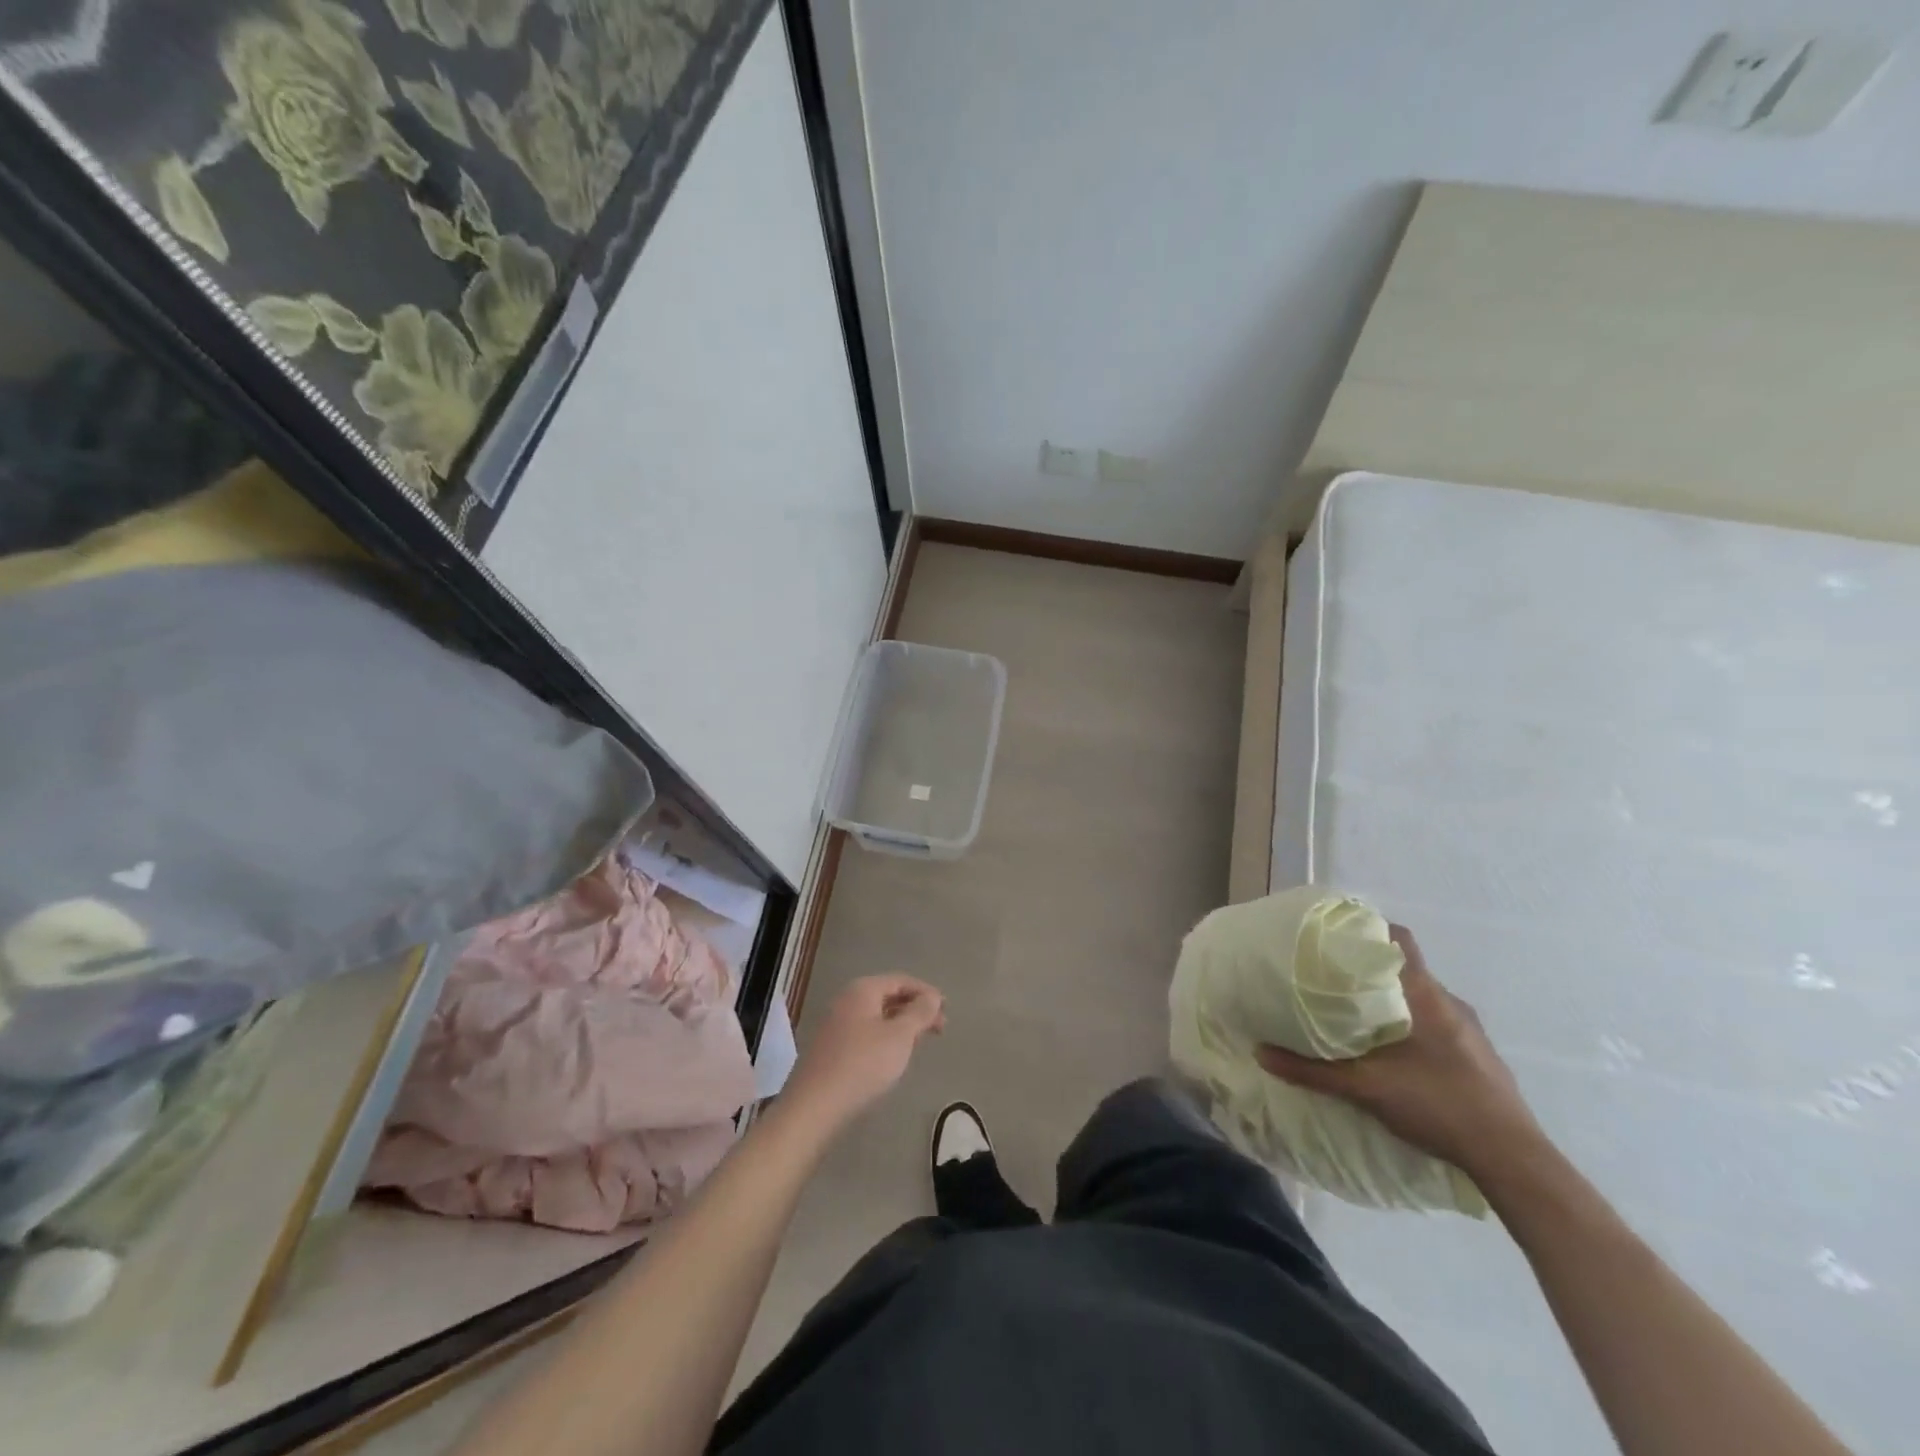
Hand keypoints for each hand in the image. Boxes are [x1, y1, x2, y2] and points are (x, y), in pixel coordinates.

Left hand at [781, 975, 944, 1135]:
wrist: (815, 1107)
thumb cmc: (863, 1064)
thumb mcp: (900, 1036)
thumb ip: (920, 1013)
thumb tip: (932, 997)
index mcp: (862, 990)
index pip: (900, 980)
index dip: (926, 992)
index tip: (947, 1010)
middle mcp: (847, 1001)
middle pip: (888, 997)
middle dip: (915, 1010)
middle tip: (940, 1029)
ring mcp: (836, 1025)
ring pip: (877, 1017)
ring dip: (902, 1026)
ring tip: (921, 1043)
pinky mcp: (831, 1049)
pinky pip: (866, 1034)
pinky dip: (885, 1039)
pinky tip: (894, 1057)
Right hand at [1255, 925, 1543, 1178]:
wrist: (1512, 1159)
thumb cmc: (1438, 1104)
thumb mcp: (1365, 1088)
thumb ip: (1312, 1070)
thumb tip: (1260, 1052)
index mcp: (1425, 994)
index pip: (1399, 939)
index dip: (1368, 930)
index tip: (1335, 936)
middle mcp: (1450, 1002)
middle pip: (1405, 969)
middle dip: (1369, 971)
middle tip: (1331, 979)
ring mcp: (1470, 1030)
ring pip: (1422, 999)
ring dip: (1391, 1001)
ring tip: (1356, 1017)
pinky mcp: (1479, 1056)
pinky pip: (1437, 1024)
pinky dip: (1412, 1026)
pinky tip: (1394, 1054)